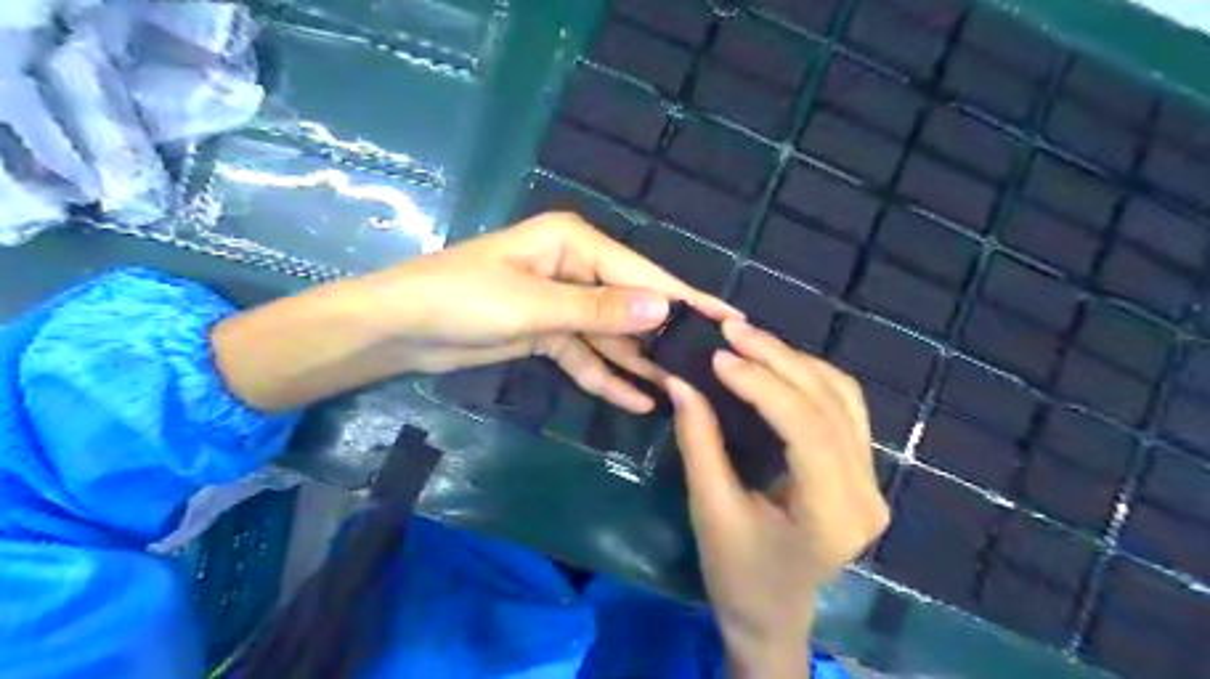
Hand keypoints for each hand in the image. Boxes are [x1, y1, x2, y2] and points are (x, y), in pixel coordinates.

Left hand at [357, 214, 738, 411]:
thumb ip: (600, 310)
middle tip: (708, 367)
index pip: (641, 274)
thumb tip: (665, 308)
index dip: (684, 299)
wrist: (399, 329)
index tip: (728, 319)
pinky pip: (585, 355)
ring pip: (611, 335)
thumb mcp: (535, 305)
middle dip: (664, 336)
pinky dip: (606, 377)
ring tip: (680, 391)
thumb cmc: (462, 300)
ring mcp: (561, 304)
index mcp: (574, 244)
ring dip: (639, 363)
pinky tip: (637, 400)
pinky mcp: (547, 333)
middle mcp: (574, 268)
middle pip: (630, 305)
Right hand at [662, 319, 886, 678]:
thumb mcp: (711, 510)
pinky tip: (777, 363)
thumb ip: (699, 443)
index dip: (763, 384)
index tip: (719, 356)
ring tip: (749, 340)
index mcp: (832, 513)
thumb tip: (682, 381)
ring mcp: (872, 480)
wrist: (772, 614)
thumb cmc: (737, 574)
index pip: (806, 427)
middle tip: (732, 331)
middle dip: (778, 358)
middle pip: (829, 403)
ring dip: (795, 361)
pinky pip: (843, 407)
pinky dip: (810, 377)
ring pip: (843, 397)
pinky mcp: (863, 471)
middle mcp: (866, 492)